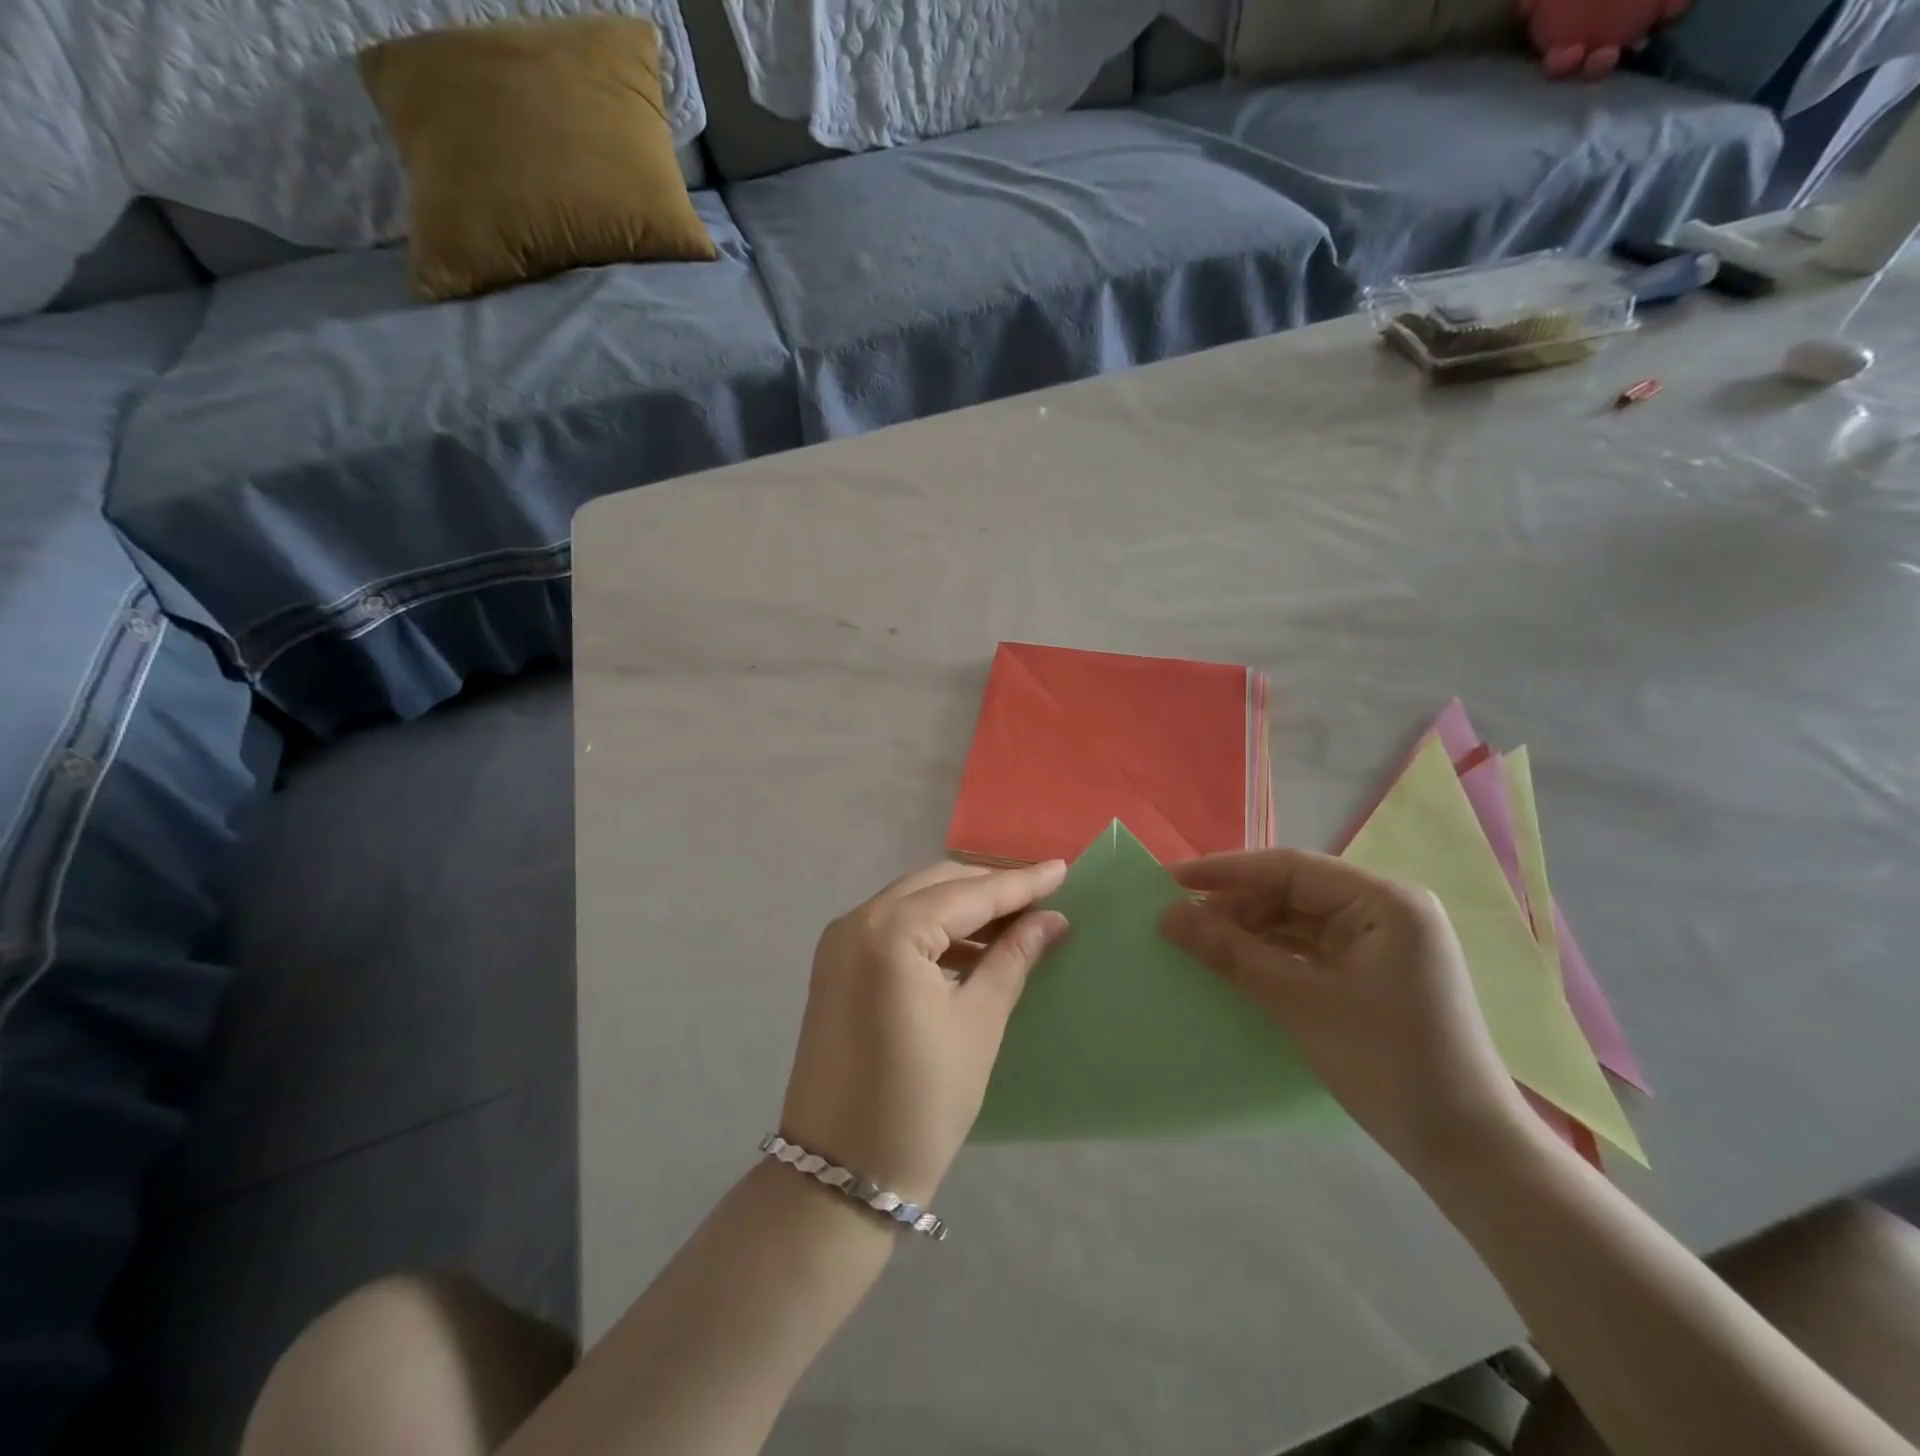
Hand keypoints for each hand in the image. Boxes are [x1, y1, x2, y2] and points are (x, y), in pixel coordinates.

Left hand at [781, 860, 1068, 1205]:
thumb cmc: (920, 1102)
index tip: (1062, 869)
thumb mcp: (978, 1024)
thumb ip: (1012, 959)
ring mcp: (839, 941)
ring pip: (913, 901)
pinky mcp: (835, 964)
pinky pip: (893, 926)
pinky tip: (970, 948)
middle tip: (1042, 898)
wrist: (839, 1173)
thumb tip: (1051, 920)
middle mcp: (857, 921)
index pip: (969, 894)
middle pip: (937, 885)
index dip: (1020, 883)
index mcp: (891, 932)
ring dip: (962, 906)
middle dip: (990, 887)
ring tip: (1015, 923)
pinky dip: (932, 927)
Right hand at [1161, 850, 1530, 1176]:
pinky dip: (1271, 955)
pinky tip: (1235, 965)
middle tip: (1179, 921)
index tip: (1169, 881)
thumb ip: (1231, 953)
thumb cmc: (1389, 1065)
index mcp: (1384, 901)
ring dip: (1249, 931)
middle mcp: (1386, 910)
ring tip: (1198, 943)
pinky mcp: (1374, 973)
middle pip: (1293, 891)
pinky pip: (1309, 948)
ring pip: (1298, 920)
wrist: (1467, 1153)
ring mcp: (1382, 942)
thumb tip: (1167, 915)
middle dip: (1236, 905)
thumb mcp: (1300, 1003)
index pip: (1290, 867)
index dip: (1225, 871)